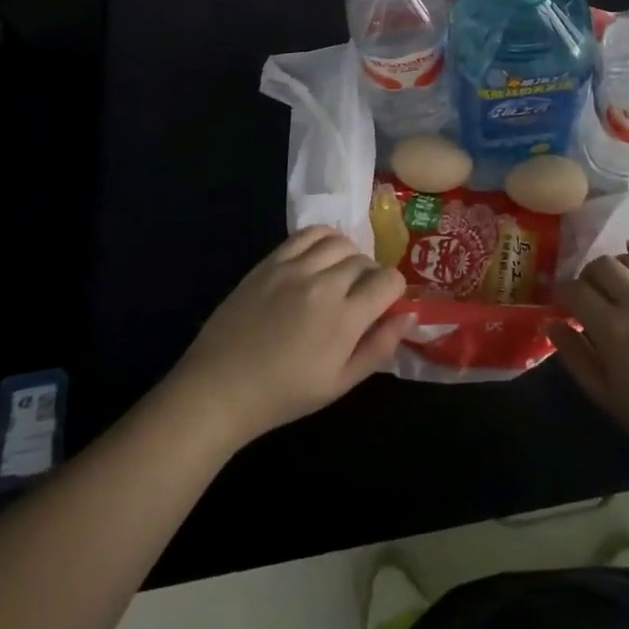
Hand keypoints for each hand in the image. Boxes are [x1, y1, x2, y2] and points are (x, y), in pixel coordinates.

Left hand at [167, 228, 408, 448]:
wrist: (221, 387)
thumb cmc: (284, 394)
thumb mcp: (340, 384)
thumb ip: (379, 348)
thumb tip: (408, 316)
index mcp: (344, 318)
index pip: (388, 281)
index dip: (394, 291)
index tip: (385, 304)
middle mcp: (324, 284)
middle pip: (364, 261)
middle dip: (371, 276)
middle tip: (361, 298)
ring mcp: (294, 268)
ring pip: (339, 242)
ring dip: (350, 255)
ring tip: (342, 274)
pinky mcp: (271, 261)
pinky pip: (308, 234)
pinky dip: (324, 238)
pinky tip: (323, 255)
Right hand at [550, 242, 628, 471]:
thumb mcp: (611, 400)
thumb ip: (577, 358)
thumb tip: (552, 324)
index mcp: (614, 331)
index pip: (576, 291)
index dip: (563, 292)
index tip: (562, 301)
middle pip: (602, 266)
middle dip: (587, 276)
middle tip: (588, 293)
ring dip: (615, 265)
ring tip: (615, 281)